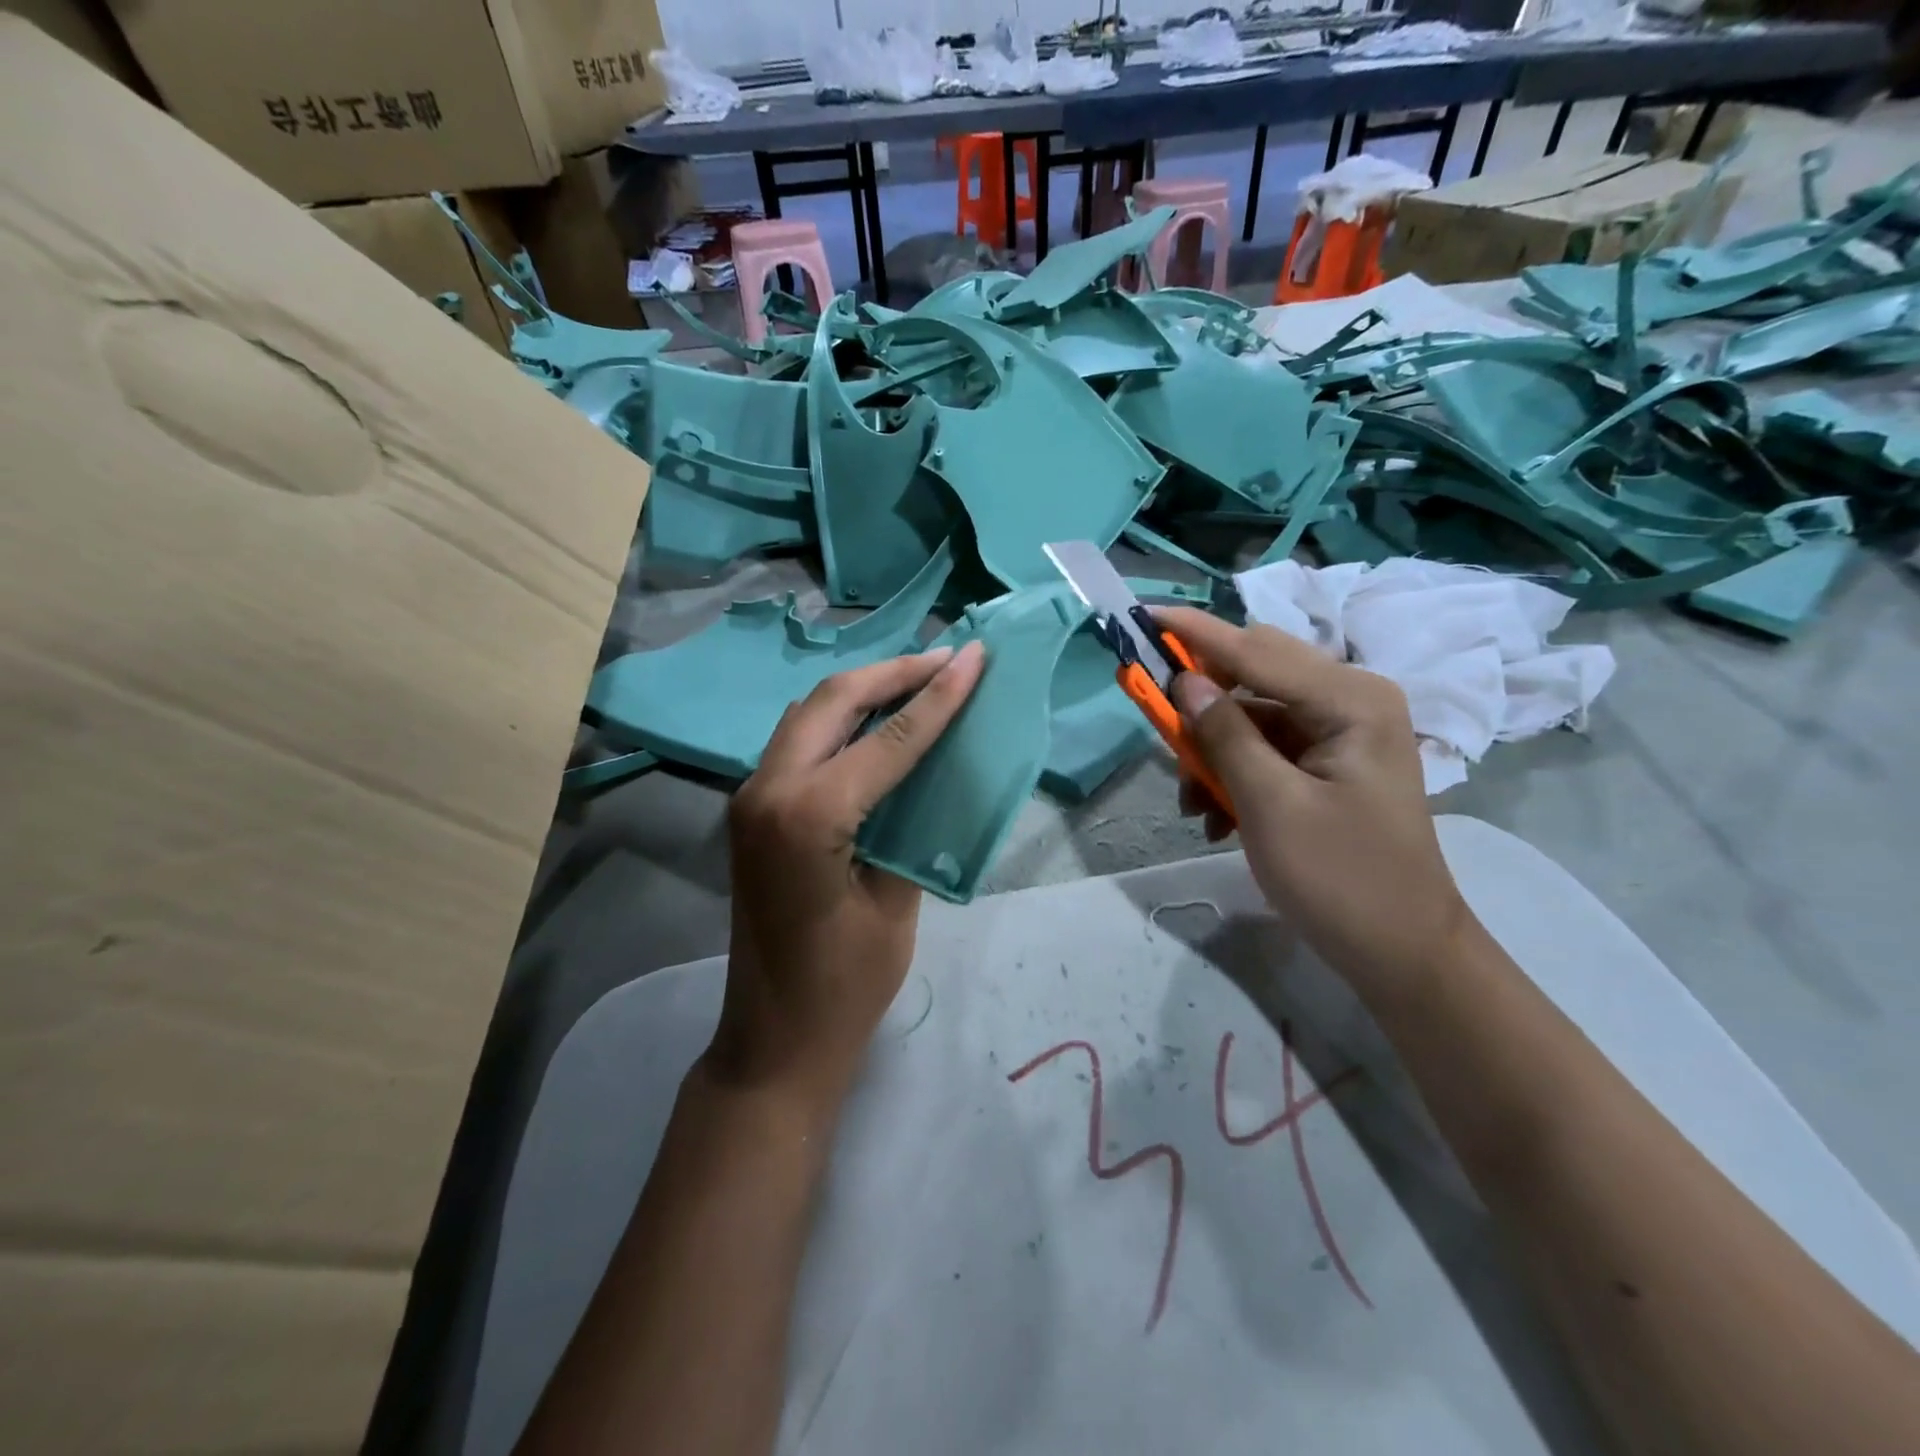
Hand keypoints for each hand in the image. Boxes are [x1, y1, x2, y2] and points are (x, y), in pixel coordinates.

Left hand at [714, 642, 986, 1111]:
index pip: (887, 738)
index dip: (938, 695)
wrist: (775, 1038)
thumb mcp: (896, 902)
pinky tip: (876, 721)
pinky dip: (839, 719)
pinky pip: (798, 740)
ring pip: (809, 712)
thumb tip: (934, 768)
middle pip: (833, 699)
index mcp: (809, 816)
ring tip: (918, 680)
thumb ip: (912, 822)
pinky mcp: (753, 810)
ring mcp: (752, 797)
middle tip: (947, 659)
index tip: (975, 656)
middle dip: (893, 672)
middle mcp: (769, 790)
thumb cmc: (846, 986)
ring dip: (863, 689)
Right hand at [1156, 607, 1470, 984]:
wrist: (1401, 952)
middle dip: (1200, 703)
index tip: (1142, 616)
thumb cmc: (1340, 879)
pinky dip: (1233, 773)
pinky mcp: (1329, 761)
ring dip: (1213, 751)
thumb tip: (1183, 681)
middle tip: (1157, 726)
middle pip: (1254, 674)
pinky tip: (1217, 818)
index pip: (1256, 651)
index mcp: (1350, 700)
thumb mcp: (1270, 806)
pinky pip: (1265, 748)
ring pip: (1252, 715)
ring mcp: (1341, 731)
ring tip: (1194, 806)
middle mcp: (1350, 700)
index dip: (1194, 634)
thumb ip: (1225, 736)